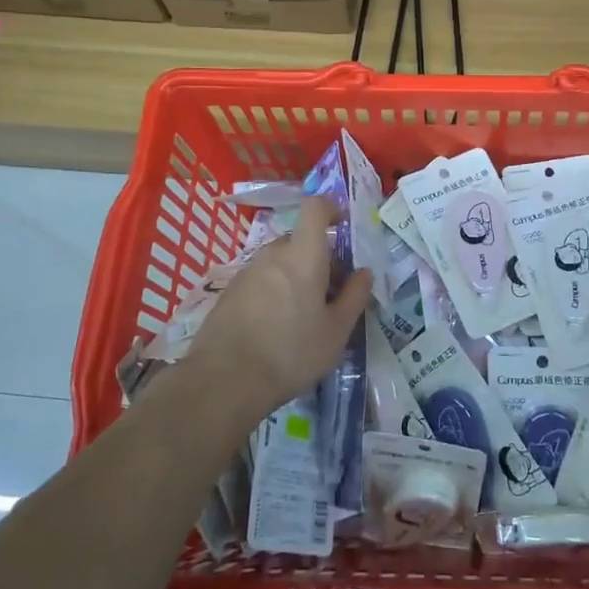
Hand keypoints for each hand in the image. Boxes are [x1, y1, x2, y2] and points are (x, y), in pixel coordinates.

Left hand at [186, 197, 373, 421]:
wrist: (224, 381)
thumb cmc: (291, 352)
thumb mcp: (336, 331)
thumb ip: (354, 297)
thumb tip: (364, 273)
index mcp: (303, 254)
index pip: (315, 207)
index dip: (331, 208)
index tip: (344, 224)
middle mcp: (273, 253)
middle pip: (300, 241)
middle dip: (319, 258)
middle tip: (331, 293)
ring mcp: (247, 272)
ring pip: (280, 262)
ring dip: (296, 277)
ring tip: (304, 316)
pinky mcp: (229, 292)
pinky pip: (261, 280)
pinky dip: (274, 292)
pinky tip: (276, 328)